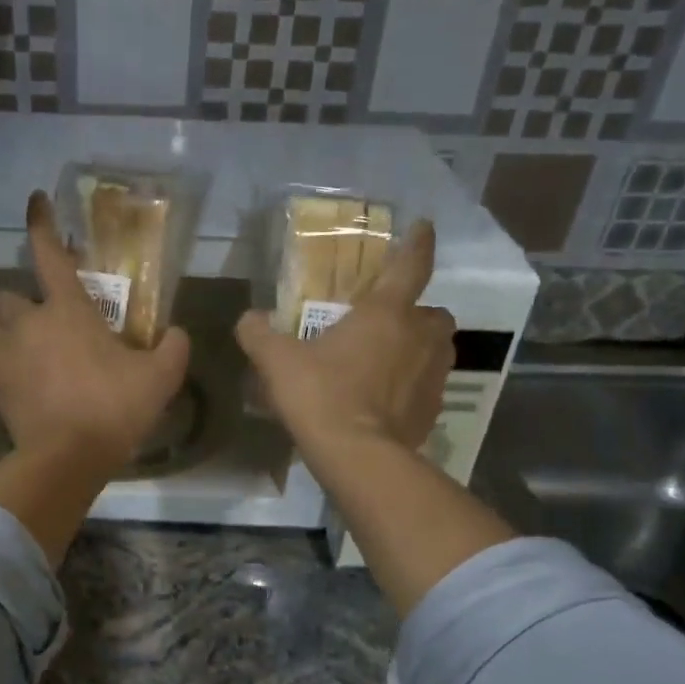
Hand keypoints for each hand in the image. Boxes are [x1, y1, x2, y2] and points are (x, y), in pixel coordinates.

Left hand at [0, 191, 190, 475]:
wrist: (67, 458)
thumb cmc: (113, 408)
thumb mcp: (160, 378)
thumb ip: (173, 348)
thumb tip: (176, 334)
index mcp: (67, 309)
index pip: (49, 253)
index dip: (41, 223)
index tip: (35, 200)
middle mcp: (27, 321)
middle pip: (8, 294)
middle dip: (22, 302)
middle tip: (44, 320)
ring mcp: (4, 353)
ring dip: (2, 329)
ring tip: (22, 346)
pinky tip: (15, 376)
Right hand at [234, 220, 453, 461]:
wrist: (358, 456)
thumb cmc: (321, 395)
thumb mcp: (278, 362)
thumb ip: (259, 334)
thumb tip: (247, 318)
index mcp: (386, 313)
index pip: (411, 265)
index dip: (418, 243)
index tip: (424, 227)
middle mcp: (419, 337)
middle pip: (434, 313)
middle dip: (417, 313)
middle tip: (389, 323)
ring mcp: (433, 375)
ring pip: (437, 349)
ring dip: (419, 348)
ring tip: (389, 361)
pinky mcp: (433, 409)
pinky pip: (429, 387)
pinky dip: (413, 386)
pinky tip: (387, 400)